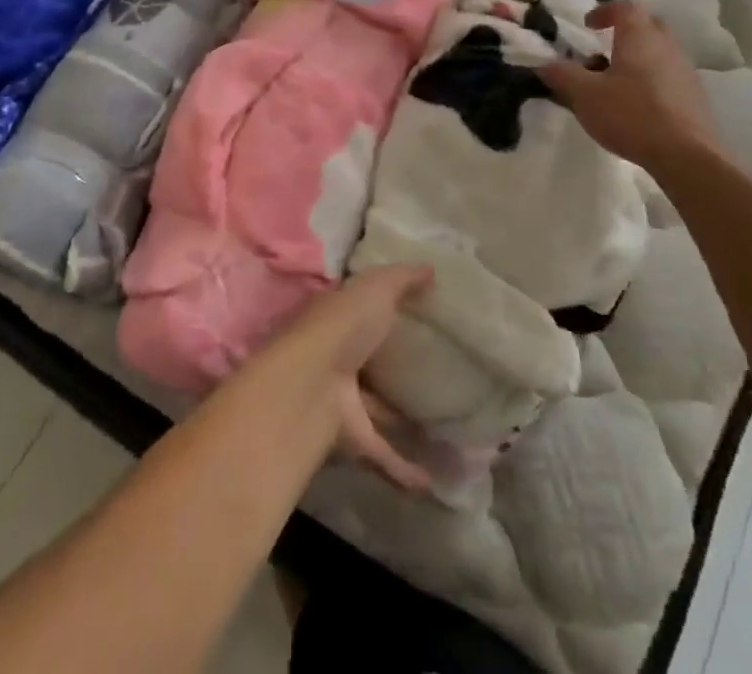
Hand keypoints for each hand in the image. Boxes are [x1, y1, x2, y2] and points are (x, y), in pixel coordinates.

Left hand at [249, 265, 433, 494]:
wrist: (310, 386)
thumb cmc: (342, 327)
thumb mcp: (376, 289)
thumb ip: (403, 279)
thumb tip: (430, 269)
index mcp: (339, 320)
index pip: (360, 313)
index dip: (383, 312)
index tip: (415, 318)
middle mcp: (338, 359)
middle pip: (368, 363)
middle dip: (392, 368)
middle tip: (433, 374)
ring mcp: (343, 401)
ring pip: (375, 410)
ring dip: (400, 420)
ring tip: (440, 427)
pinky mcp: (351, 439)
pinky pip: (382, 455)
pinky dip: (403, 470)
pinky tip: (431, 483)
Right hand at [538, 0, 723, 180]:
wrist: (686, 156)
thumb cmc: (631, 115)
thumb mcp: (584, 95)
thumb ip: (561, 75)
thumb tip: (543, 64)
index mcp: (639, 37)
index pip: (624, 7)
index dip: (604, 11)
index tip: (587, 25)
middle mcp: (666, 46)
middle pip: (647, 25)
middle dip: (624, 31)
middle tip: (603, 47)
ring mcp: (686, 70)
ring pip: (659, 51)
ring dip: (638, 57)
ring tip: (615, 80)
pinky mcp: (695, 96)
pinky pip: (669, 75)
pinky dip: (651, 79)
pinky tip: (637, 104)